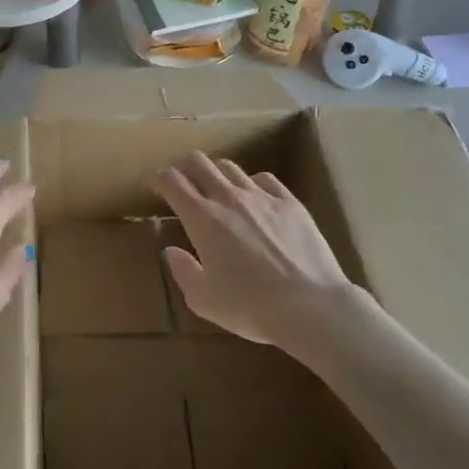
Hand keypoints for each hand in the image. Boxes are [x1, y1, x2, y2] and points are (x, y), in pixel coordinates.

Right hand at [155, 152, 356, 348]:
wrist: (309, 306)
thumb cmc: (249, 307)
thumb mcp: (203, 300)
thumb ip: (183, 271)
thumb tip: (172, 252)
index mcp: (201, 219)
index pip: (173, 181)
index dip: (162, 178)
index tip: (159, 185)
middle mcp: (228, 198)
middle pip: (199, 162)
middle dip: (185, 166)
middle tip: (184, 182)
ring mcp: (262, 197)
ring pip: (230, 167)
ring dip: (217, 174)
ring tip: (219, 191)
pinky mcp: (290, 203)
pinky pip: (265, 179)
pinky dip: (252, 183)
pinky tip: (256, 199)